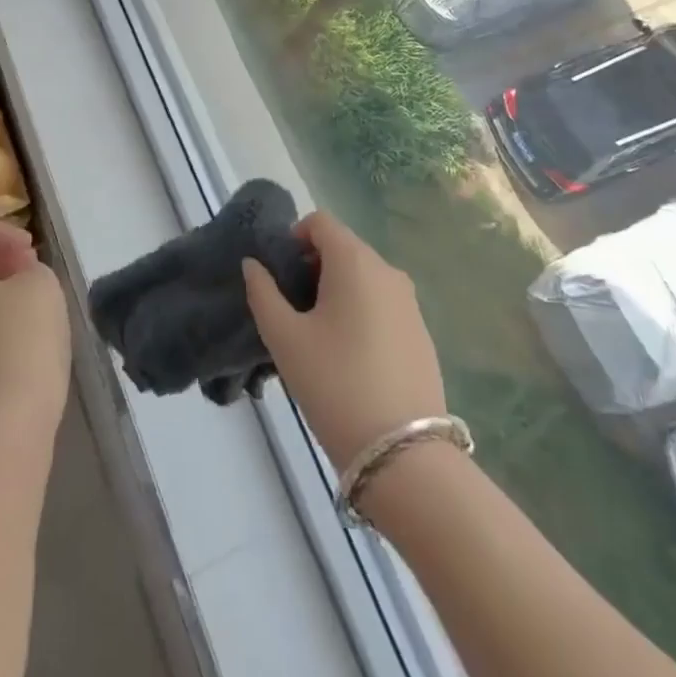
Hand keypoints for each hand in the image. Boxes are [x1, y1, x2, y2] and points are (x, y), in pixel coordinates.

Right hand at [243, 210, 444, 471]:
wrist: (403, 453)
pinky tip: (348, 357)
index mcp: (355, 261)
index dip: (293, 238)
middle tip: (291, 308)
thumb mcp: (284, 338)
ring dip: (336, 291)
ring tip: (317, 336)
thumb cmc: (335, 383)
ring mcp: (410, 303)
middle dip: (312, 267)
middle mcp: (388, 271)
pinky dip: (360, 312)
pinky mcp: (421, 333)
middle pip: (343, 248)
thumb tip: (253, 264)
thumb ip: (263, 292)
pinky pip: (382, 304)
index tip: (279, 275)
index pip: (320, 222)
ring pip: (364, 278)